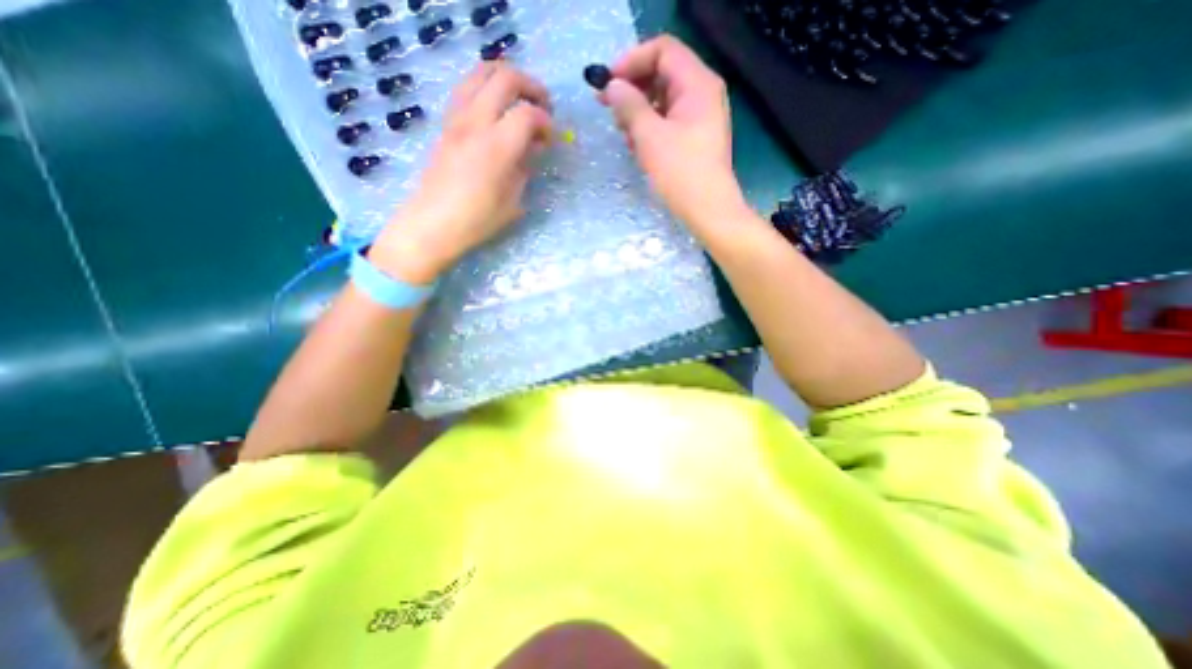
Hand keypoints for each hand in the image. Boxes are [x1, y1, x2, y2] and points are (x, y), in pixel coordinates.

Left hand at [371, 61, 554, 282]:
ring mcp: (457, 117)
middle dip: (532, 87)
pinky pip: (467, 87)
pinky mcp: (446, 122)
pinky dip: (487, 86)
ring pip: (482, 71)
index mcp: (497, 146)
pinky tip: (496, 107)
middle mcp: (476, 121)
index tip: (551, 139)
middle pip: (506, 77)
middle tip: (544, 106)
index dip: (547, 122)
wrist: (434, 222)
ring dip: (507, 78)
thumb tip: (535, 146)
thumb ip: (526, 167)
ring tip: (520, 98)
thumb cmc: (478, 219)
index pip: (529, 114)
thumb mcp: (513, 199)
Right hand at [606, 35, 742, 230]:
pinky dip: (650, 127)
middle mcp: (702, 93)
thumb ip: (629, 105)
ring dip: (638, 111)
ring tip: (622, 132)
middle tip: (607, 107)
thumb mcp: (649, 136)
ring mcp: (700, 116)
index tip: (607, 84)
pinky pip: (668, 120)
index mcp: (697, 83)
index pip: (662, 51)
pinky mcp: (695, 137)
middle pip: (662, 73)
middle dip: (632, 88)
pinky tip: (637, 146)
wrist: (708, 211)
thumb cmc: (680, 173)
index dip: (631, 62)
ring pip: (663, 99)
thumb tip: (612, 87)